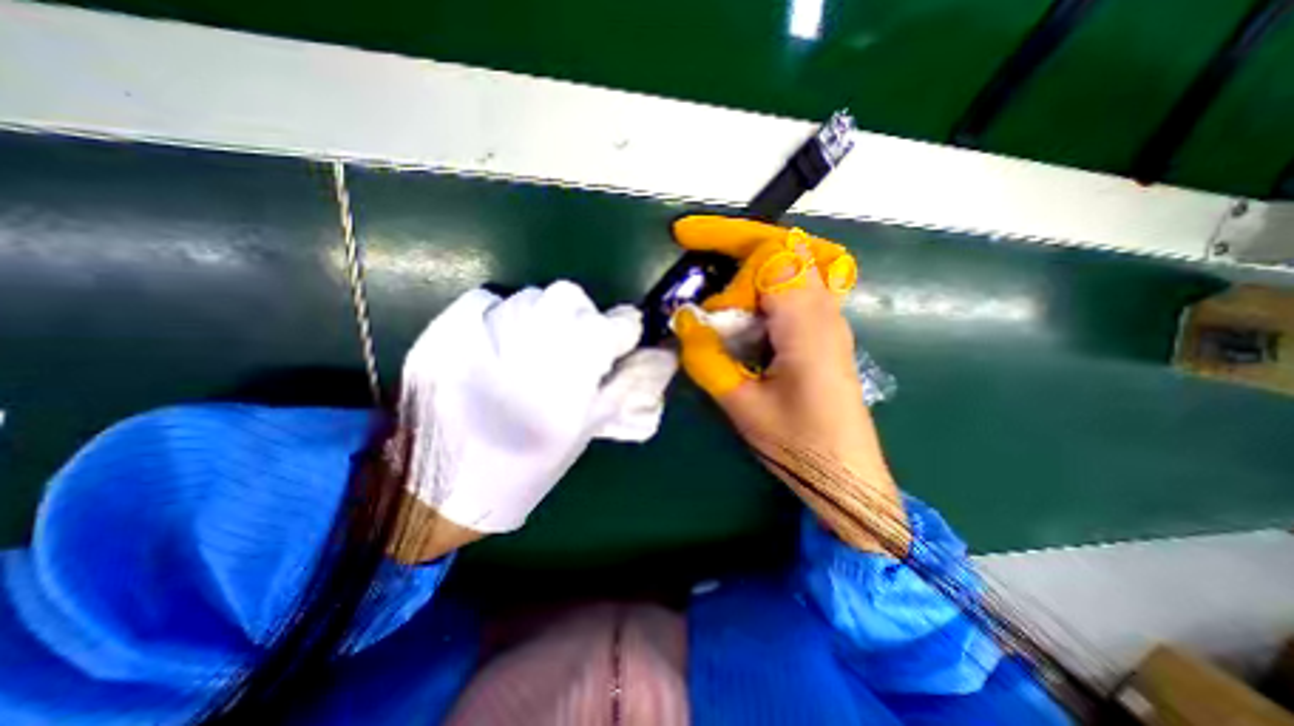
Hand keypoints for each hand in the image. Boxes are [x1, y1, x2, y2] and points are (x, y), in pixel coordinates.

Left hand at [395, 280, 679, 557]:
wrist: (439, 485)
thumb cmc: (526, 465)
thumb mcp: (585, 430)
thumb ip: (624, 387)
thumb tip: (661, 358)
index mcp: (573, 363)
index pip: (618, 324)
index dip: (624, 334)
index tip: (619, 345)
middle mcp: (533, 334)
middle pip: (573, 298)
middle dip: (584, 317)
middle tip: (576, 347)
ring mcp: (486, 327)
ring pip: (534, 296)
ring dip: (546, 316)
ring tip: (536, 350)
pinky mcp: (449, 329)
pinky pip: (489, 300)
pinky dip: (505, 313)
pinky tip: (501, 344)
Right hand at [673, 215, 901, 556]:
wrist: (847, 475)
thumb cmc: (799, 446)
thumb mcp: (743, 405)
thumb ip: (708, 358)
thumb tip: (683, 320)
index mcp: (807, 324)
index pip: (771, 257)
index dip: (726, 261)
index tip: (697, 294)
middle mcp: (824, 310)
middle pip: (784, 246)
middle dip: (734, 238)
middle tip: (692, 237)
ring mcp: (828, 319)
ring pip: (791, 261)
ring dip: (748, 261)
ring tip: (714, 274)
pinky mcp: (823, 332)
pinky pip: (794, 287)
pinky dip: (761, 284)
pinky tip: (740, 310)